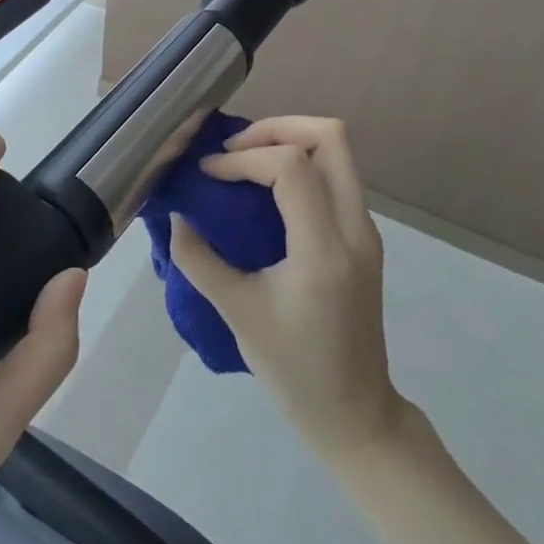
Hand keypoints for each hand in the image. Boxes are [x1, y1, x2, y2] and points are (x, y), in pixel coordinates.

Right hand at [167, 116, 405, 460]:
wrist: (355, 415)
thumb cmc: (294, 370)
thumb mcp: (237, 313)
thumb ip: (199, 259)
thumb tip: (177, 217)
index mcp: (324, 249)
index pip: (291, 166)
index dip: (244, 160)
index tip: (209, 175)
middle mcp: (355, 229)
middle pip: (331, 137)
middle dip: (276, 128)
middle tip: (234, 150)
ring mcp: (365, 230)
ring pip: (338, 151)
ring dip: (289, 141)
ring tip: (245, 161)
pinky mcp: (362, 237)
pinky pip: (335, 175)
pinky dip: (300, 163)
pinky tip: (265, 187)